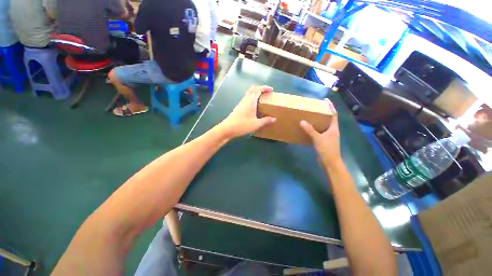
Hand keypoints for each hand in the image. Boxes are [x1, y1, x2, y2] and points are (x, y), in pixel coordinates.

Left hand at [219, 85, 276, 138]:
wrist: (227, 129)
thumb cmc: (242, 125)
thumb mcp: (256, 124)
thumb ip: (265, 121)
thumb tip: (274, 119)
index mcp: (250, 101)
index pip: (258, 90)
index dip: (265, 88)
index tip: (271, 89)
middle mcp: (245, 100)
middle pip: (252, 89)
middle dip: (260, 89)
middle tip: (266, 93)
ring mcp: (241, 104)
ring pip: (248, 94)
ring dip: (255, 94)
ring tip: (261, 99)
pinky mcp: (238, 108)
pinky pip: (246, 99)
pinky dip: (251, 99)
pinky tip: (253, 107)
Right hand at [300, 99, 341, 165]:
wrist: (330, 162)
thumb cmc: (327, 149)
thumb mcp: (317, 138)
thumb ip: (310, 130)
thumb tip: (302, 121)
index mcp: (333, 128)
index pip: (334, 114)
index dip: (331, 107)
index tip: (326, 100)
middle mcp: (332, 131)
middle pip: (329, 119)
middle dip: (324, 113)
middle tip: (316, 108)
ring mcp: (329, 136)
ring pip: (324, 126)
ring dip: (319, 121)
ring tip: (312, 116)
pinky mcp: (324, 141)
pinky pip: (320, 132)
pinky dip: (315, 129)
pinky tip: (309, 128)